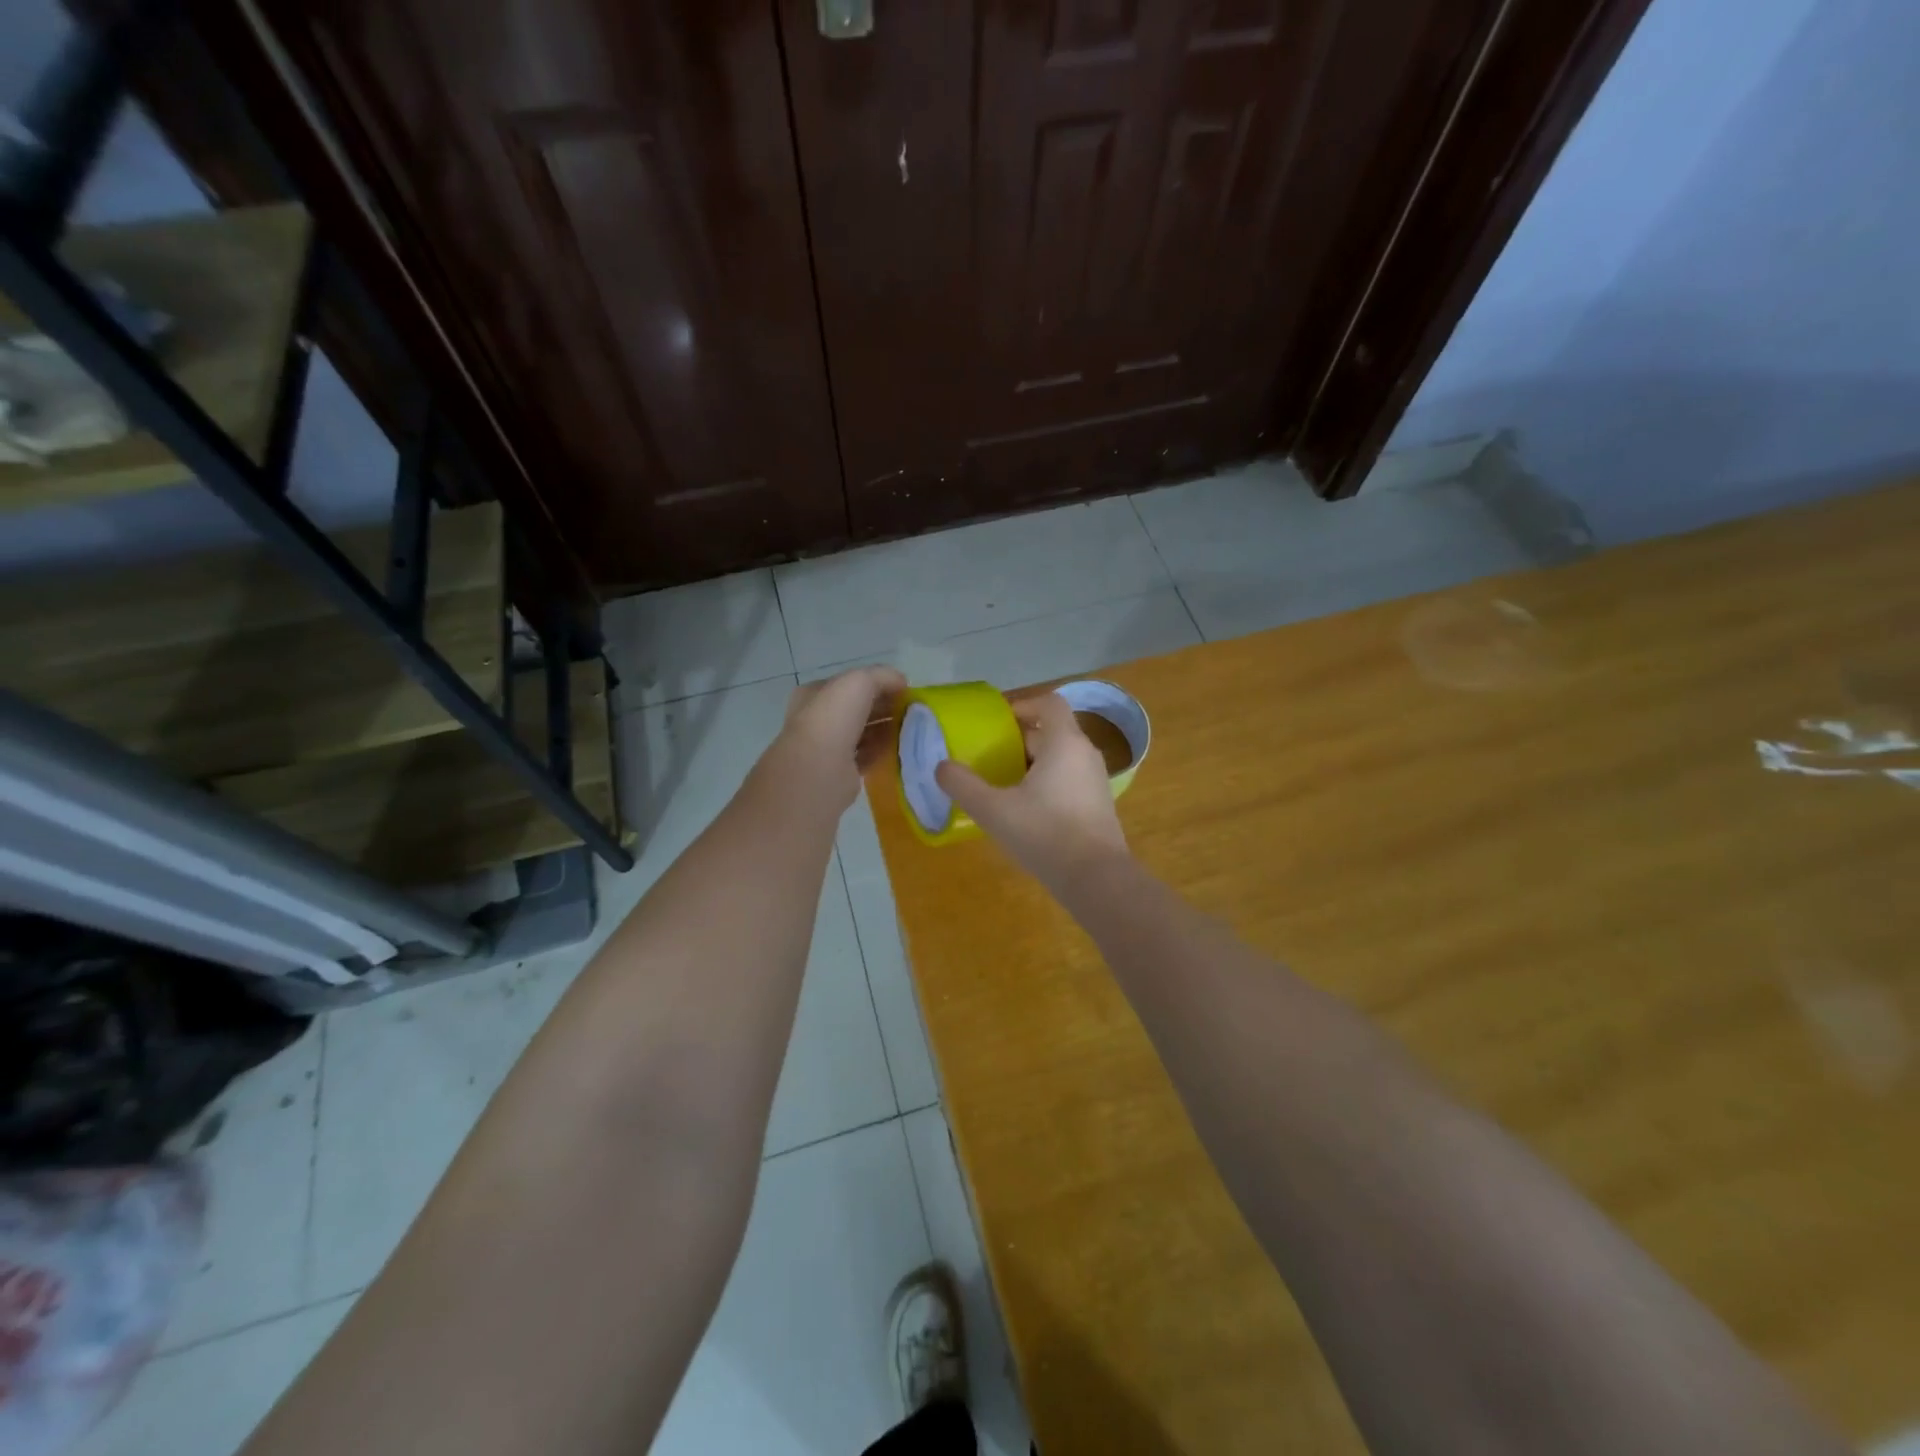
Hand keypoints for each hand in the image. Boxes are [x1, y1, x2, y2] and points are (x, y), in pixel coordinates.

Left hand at [763, 666, 907, 811]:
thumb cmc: (834, 717)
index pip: (850, 685)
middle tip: (910, 711)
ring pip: (863, 733)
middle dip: (884, 708)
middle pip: (858, 709)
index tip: (903, 690)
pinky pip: (866, 756)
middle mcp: (818, 719)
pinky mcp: (840, 771)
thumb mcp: (860, 681)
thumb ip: (883, 676)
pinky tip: (899, 749)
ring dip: (885, 731)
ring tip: (910, 730)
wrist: (820, 767)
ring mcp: (828, 746)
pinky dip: (882, 752)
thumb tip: (902, 683)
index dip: (877, 684)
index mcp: (815, 694)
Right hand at [936, 689, 1128, 888]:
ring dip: (1033, 763)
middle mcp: (1085, 754)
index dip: (1022, 704)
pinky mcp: (1099, 805)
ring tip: (1004, 783)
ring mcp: (1096, 780)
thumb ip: (963, 785)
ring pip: (1061, 757)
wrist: (1096, 878)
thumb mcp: (994, 810)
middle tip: (990, 756)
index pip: (1049, 703)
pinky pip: (1070, 779)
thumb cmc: (1044, 833)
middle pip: (1053, 731)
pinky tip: (1026, 810)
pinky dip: (1048, 783)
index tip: (997, 722)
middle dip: (1021, 739)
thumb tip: (941, 767)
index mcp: (1064, 742)